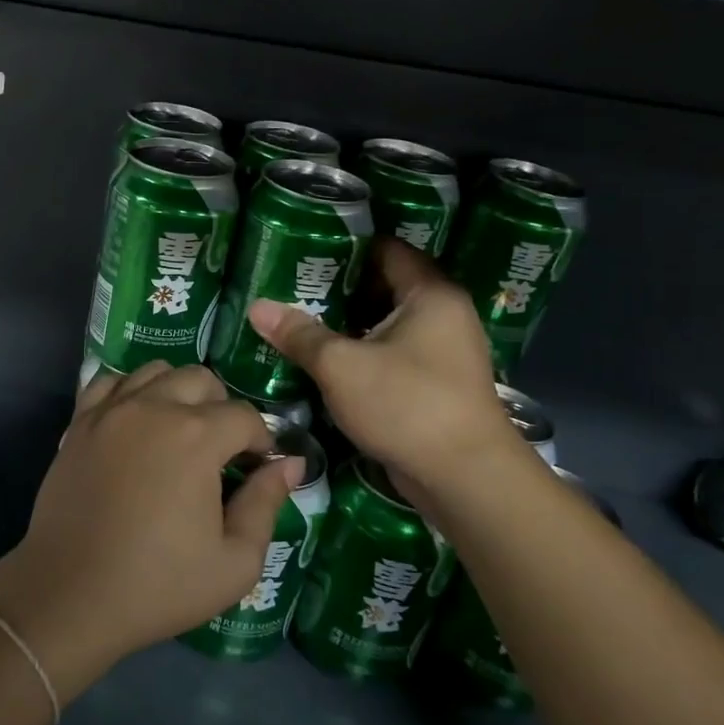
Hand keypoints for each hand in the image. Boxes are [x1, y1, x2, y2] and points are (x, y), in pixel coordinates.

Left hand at [0, 363, 302, 700]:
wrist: (70, 594)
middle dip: (222, 408)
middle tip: (220, 451)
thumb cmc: (159, 584)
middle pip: (202, 379)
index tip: (256, 469)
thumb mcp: (234, 562)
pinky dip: (131, 390)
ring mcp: (111, 409)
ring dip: (177, 391)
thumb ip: (266, 504)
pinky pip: (110, 381)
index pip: (245, 416)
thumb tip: (289, 463)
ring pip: (156, 371)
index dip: (261, 441)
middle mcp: (153, 406)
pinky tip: (136, 421)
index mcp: (196, 436)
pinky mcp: (79, 421)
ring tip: (179, 431)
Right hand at [246, 240, 517, 491]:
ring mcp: (442, 351)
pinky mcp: (435, 383)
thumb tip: (256, 307)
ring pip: (385, 322)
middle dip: (339, 285)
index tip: (305, 246)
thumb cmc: (408, 405)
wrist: (466, 480)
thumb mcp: (341, 366)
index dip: (346, 244)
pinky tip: (325, 355)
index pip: (387, 248)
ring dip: (347, 321)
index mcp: (430, 294)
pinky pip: (392, 352)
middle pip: (384, 285)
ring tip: (299, 315)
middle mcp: (443, 314)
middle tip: (291, 282)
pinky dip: (362, 349)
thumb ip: (299, 334)